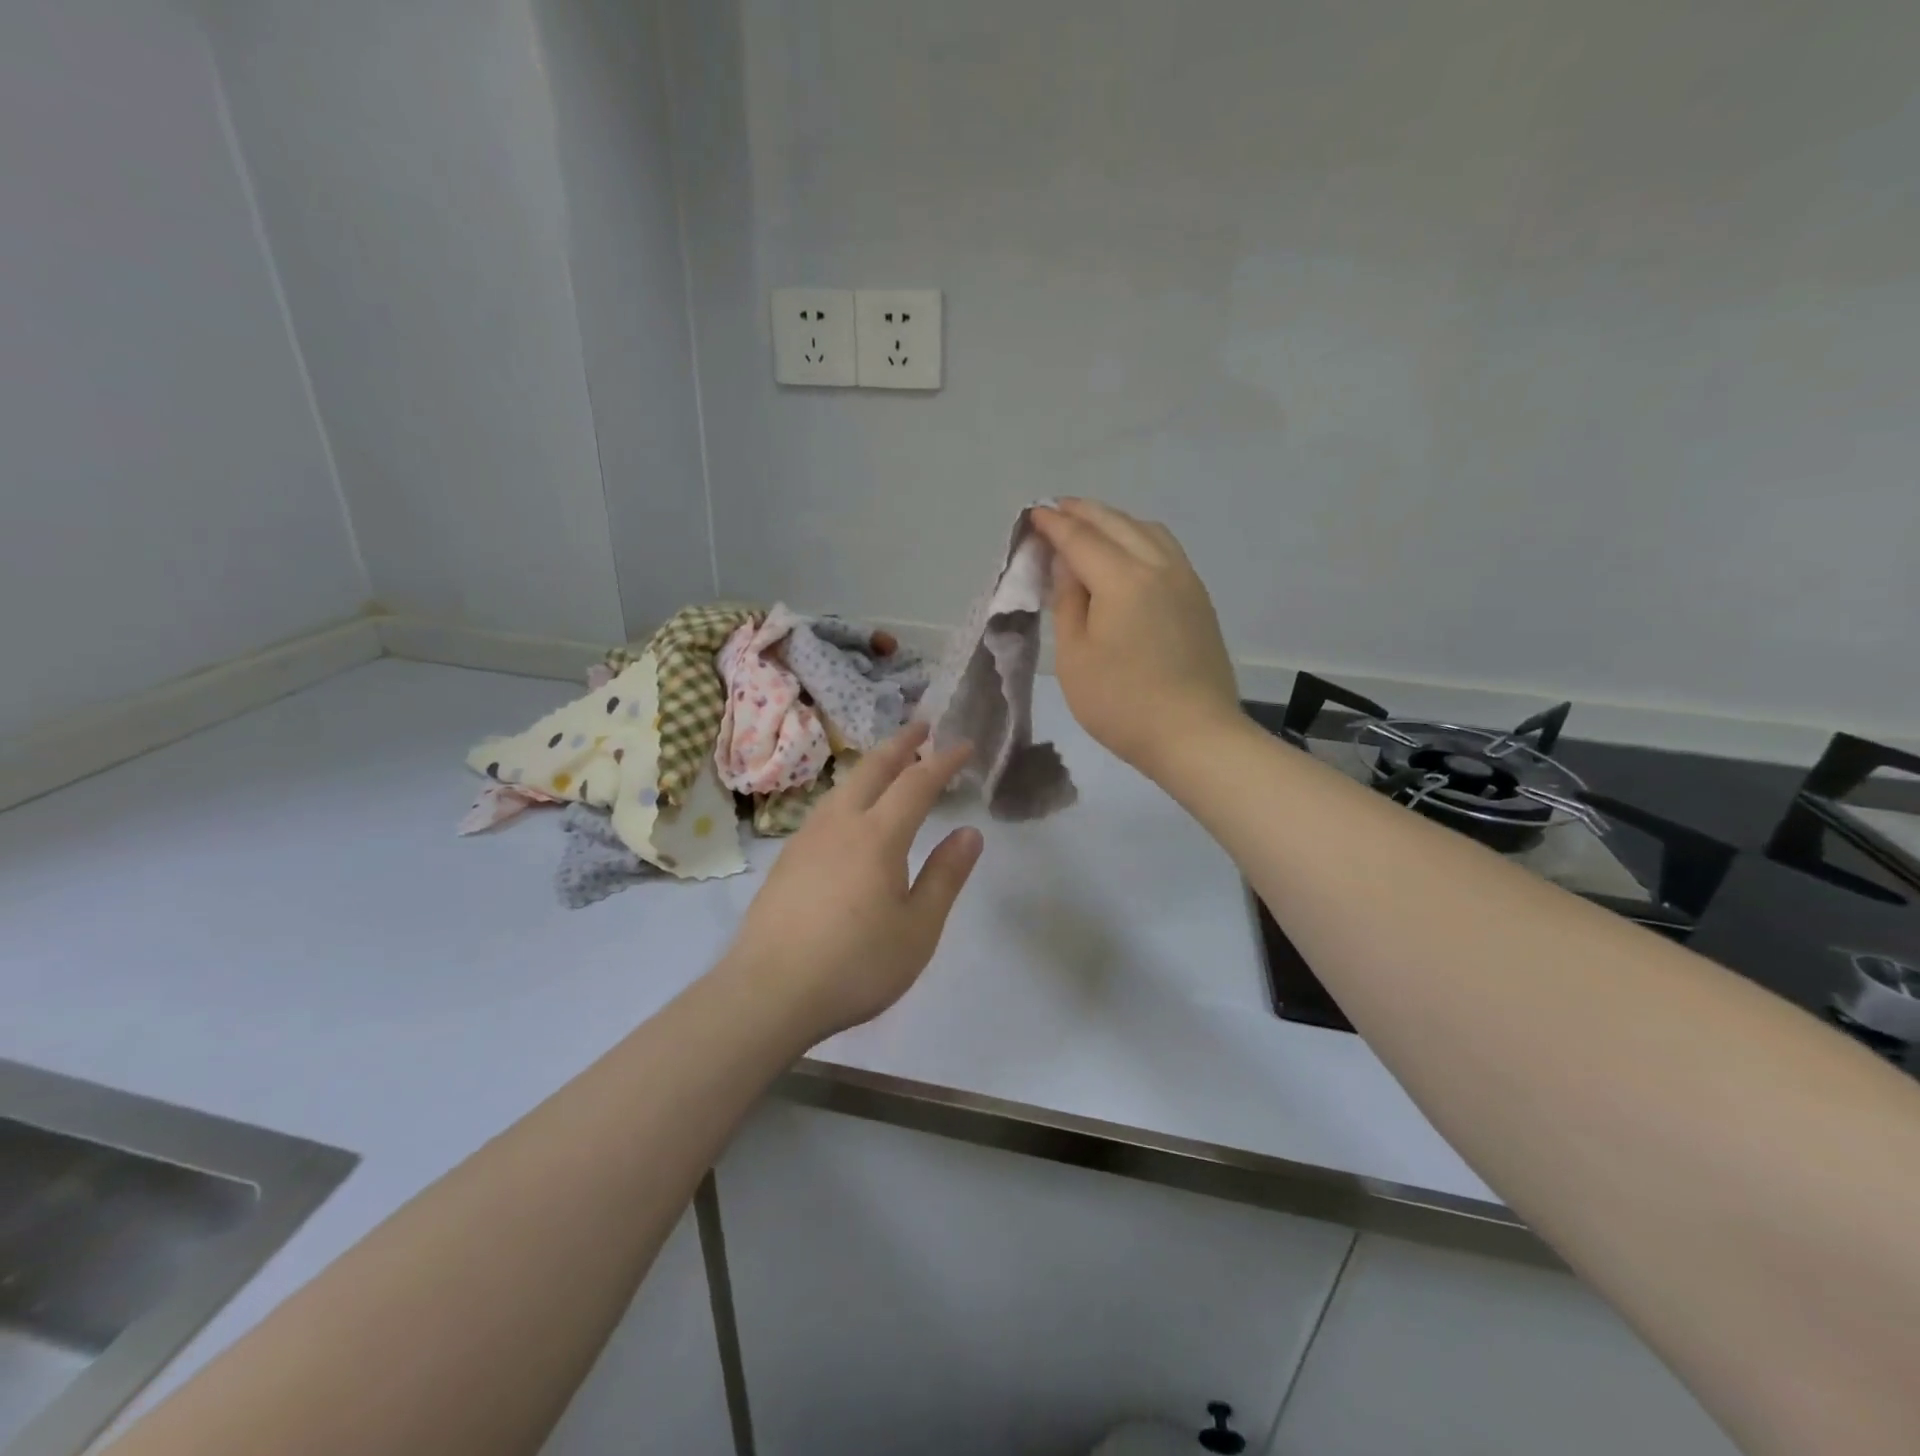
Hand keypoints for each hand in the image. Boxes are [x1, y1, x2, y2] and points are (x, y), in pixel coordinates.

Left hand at [721, 723, 982, 1043]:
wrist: (768, 993)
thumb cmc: (855, 964)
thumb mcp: (918, 928)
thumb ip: (945, 876)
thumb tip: (970, 833)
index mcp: (878, 836)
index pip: (917, 783)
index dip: (943, 761)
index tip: (964, 744)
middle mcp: (840, 824)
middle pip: (872, 769)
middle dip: (901, 744)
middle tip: (922, 726)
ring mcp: (806, 839)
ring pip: (843, 786)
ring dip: (871, 766)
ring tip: (888, 764)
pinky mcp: (786, 860)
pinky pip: (825, 809)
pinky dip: (849, 793)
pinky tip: (848, 813)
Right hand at [1031, 499, 1239, 775]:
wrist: (1195, 735)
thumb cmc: (1122, 704)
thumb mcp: (1075, 657)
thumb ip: (1068, 602)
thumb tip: (1068, 565)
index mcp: (1122, 579)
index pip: (1081, 539)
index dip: (1054, 525)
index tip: (1033, 513)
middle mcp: (1158, 567)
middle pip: (1117, 524)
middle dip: (1083, 513)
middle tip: (1057, 509)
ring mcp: (1185, 580)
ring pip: (1147, 531)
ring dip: (1115, 521)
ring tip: (1091, 527)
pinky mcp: (1199, 599)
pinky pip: (1166, 549)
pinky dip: (1139, 538)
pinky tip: (1129, 552)